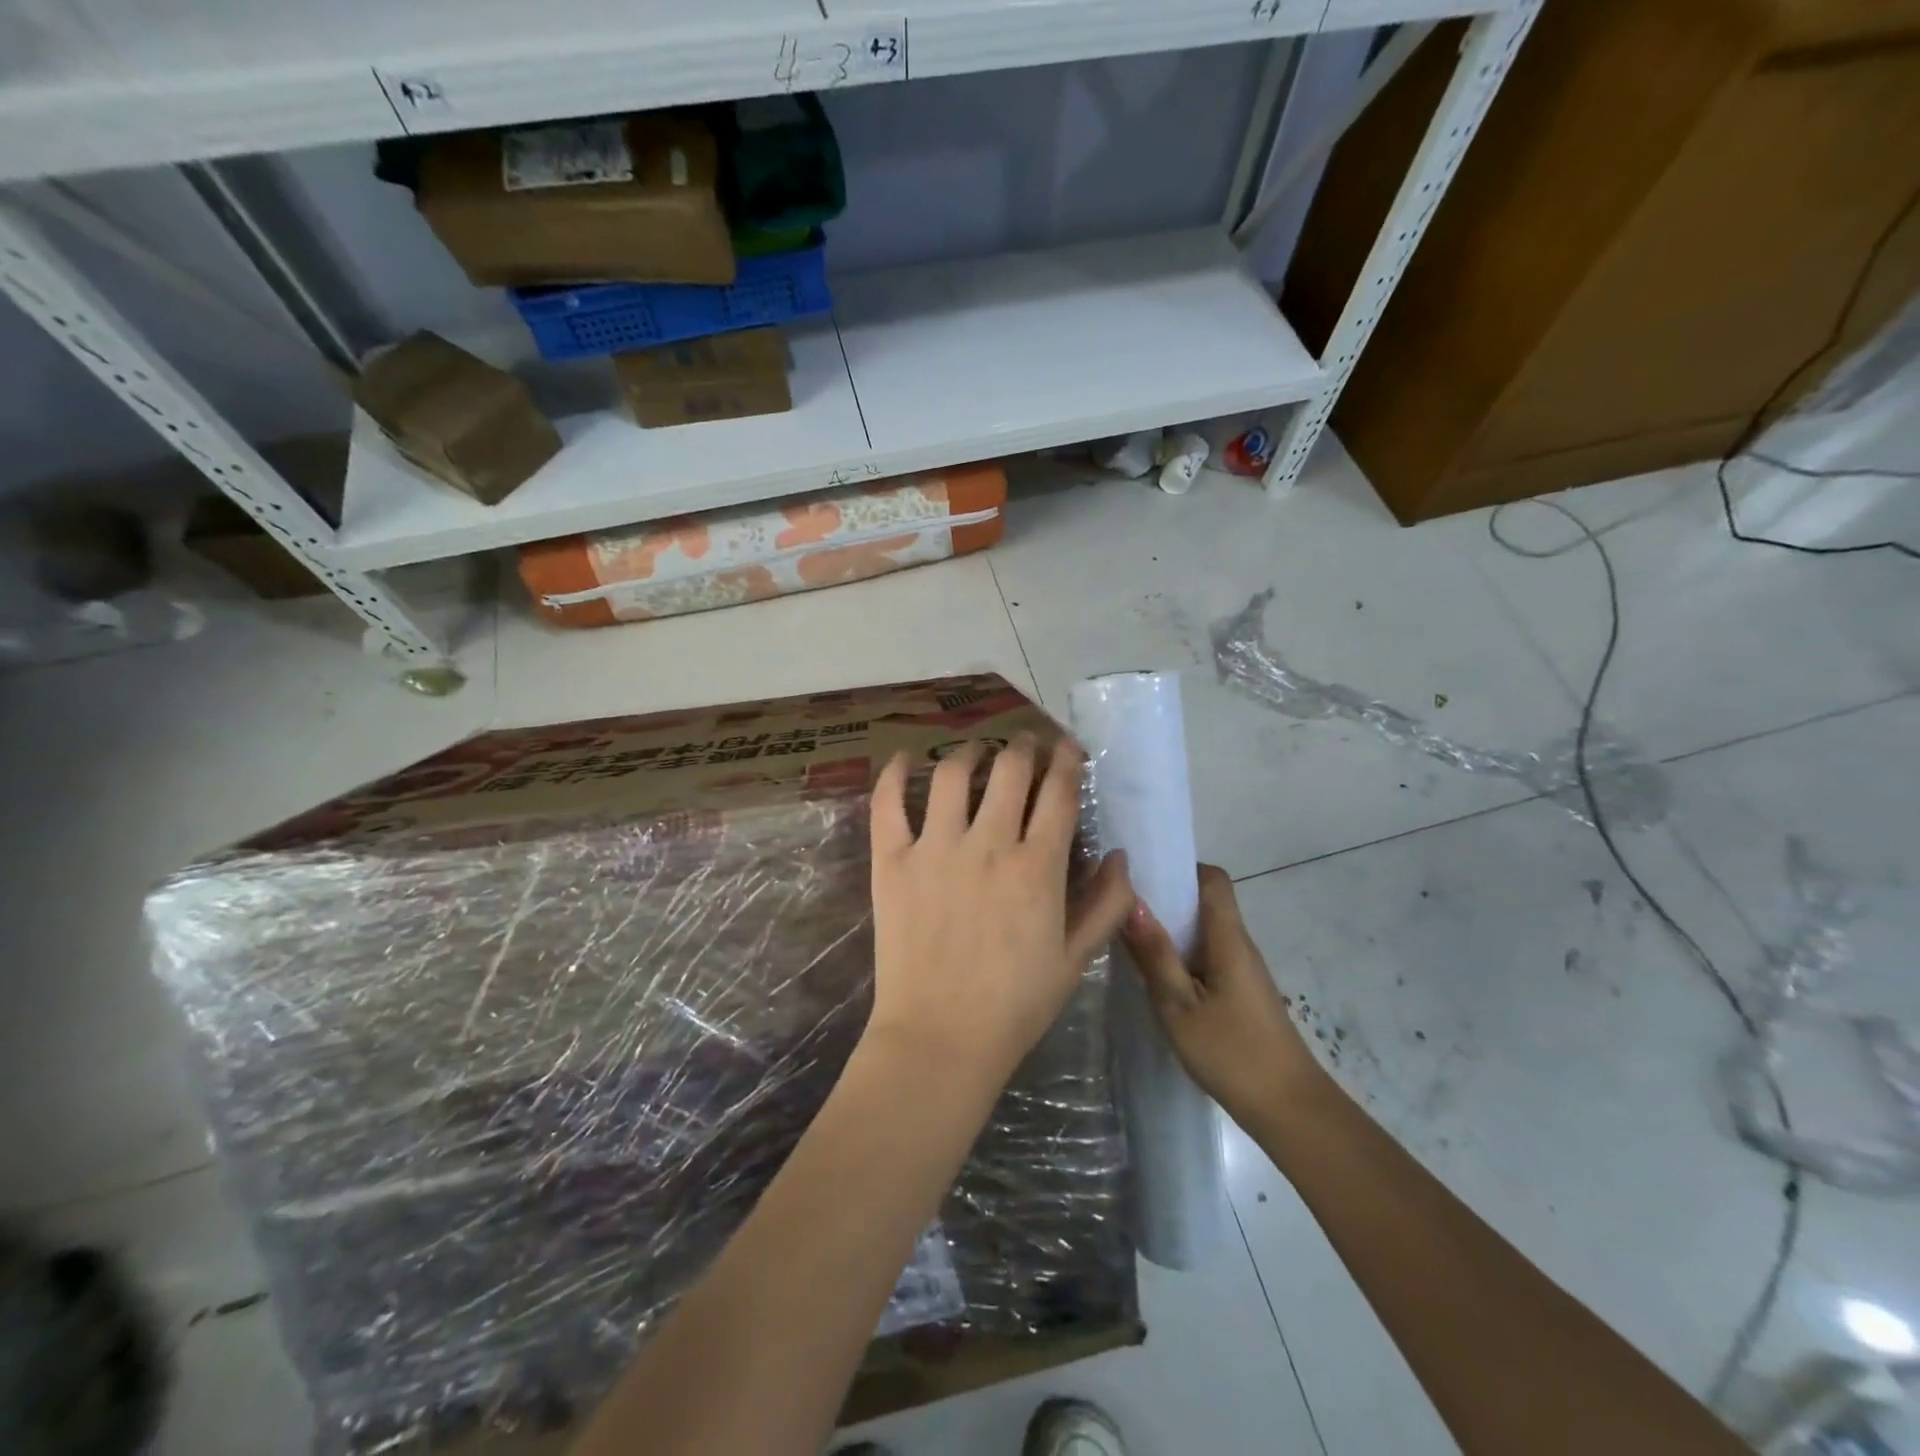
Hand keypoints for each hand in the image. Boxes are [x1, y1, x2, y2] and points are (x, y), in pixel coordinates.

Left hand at [866, 734, 1134, 1092]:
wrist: (940, 1037)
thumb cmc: (1015, 1005)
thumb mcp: (1075, 959)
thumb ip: (1105, 904)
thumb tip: (1119, 856)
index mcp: (1037, 867)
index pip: (1057, 793)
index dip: (1067, 762)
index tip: (1068, 749)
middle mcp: (988, 844)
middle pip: (1009, 769)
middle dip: (1023, 747)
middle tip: (1025, 746)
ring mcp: (935, 848)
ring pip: (952, 774)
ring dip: (969, 752)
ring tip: (975, 751)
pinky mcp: (892, 861)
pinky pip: (888, 803)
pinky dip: (894, 772)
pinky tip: (906, 756)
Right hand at [1122, 864, 1324, 1125]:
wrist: (1290, 1110)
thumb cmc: (1233, 1054)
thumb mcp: (1180, 1006)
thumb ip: (1155, 954)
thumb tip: (1131, 901)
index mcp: (1228, 940)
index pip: (1213, 880)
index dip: (1181, 867)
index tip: (1143, 873)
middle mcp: (1239, 946)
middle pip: (1207, 902)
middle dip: (1167, 896)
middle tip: (1122, 903)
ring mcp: (1243, 971)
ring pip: (1205, 931)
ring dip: (1171, 927)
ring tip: (1130, 934)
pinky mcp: (1241, 993)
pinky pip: (1207, 956)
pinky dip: (1181, 953)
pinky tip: (1155, 973)